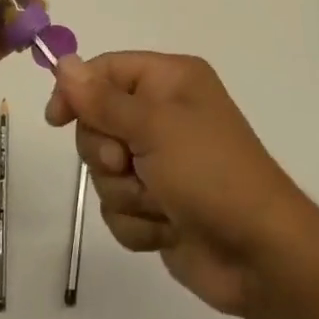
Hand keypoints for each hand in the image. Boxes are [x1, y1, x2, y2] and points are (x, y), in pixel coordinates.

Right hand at [45, 52, 308, 316]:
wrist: (261, 257)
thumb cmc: (211, 174)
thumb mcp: (155, 127)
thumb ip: (103, 100)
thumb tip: (63, 62)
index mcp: (170, 80)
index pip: (105, 70)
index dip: (77, 91)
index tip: (57, 119)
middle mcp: (163, 114)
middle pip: (97, 122)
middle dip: (108, 153)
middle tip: (130, 164)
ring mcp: (160, 162)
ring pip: (105, 171)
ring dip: (127, 193)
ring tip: (161, 203)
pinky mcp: (158, 205)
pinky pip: (119, 207)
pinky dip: (138, 222)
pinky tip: (167, 229)